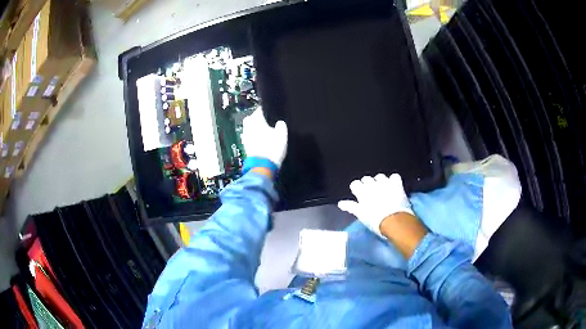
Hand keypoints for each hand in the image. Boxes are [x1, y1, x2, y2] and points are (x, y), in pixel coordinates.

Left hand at [242, 108, 287, 166]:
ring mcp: (245, 135)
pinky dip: (256, 138)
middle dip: (262, 120)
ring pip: (252, 128)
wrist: (262, 167)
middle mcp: (247, 125)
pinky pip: (251, 137)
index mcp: (255, 118)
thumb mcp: (282, 134)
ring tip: (269, 134)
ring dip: (258, 130)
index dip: (268, 111)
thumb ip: (281, 124)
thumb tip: (279, 123)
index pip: (261, 109)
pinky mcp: (245, 145)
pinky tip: (264, 142)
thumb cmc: (272, 148)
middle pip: (255, 118)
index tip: (274, 114)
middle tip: (271, 124)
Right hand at [338, 174, 414, 236]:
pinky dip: (394, 181)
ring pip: (380, 176)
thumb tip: (340, 203)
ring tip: (383, 190)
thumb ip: (350, 206)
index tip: (360, 195)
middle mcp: (372, 184)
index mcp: (362, 191)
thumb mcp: (361, 215)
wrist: (394, 220)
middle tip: (371, 195)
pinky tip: (394, 187)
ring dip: (380, 182)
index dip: (357, 189)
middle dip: (368, 184)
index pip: (355, 184)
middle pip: (367, 178)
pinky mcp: (396, 184)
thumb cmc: (375, 220)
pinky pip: (394, 177)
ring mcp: (385, 183)